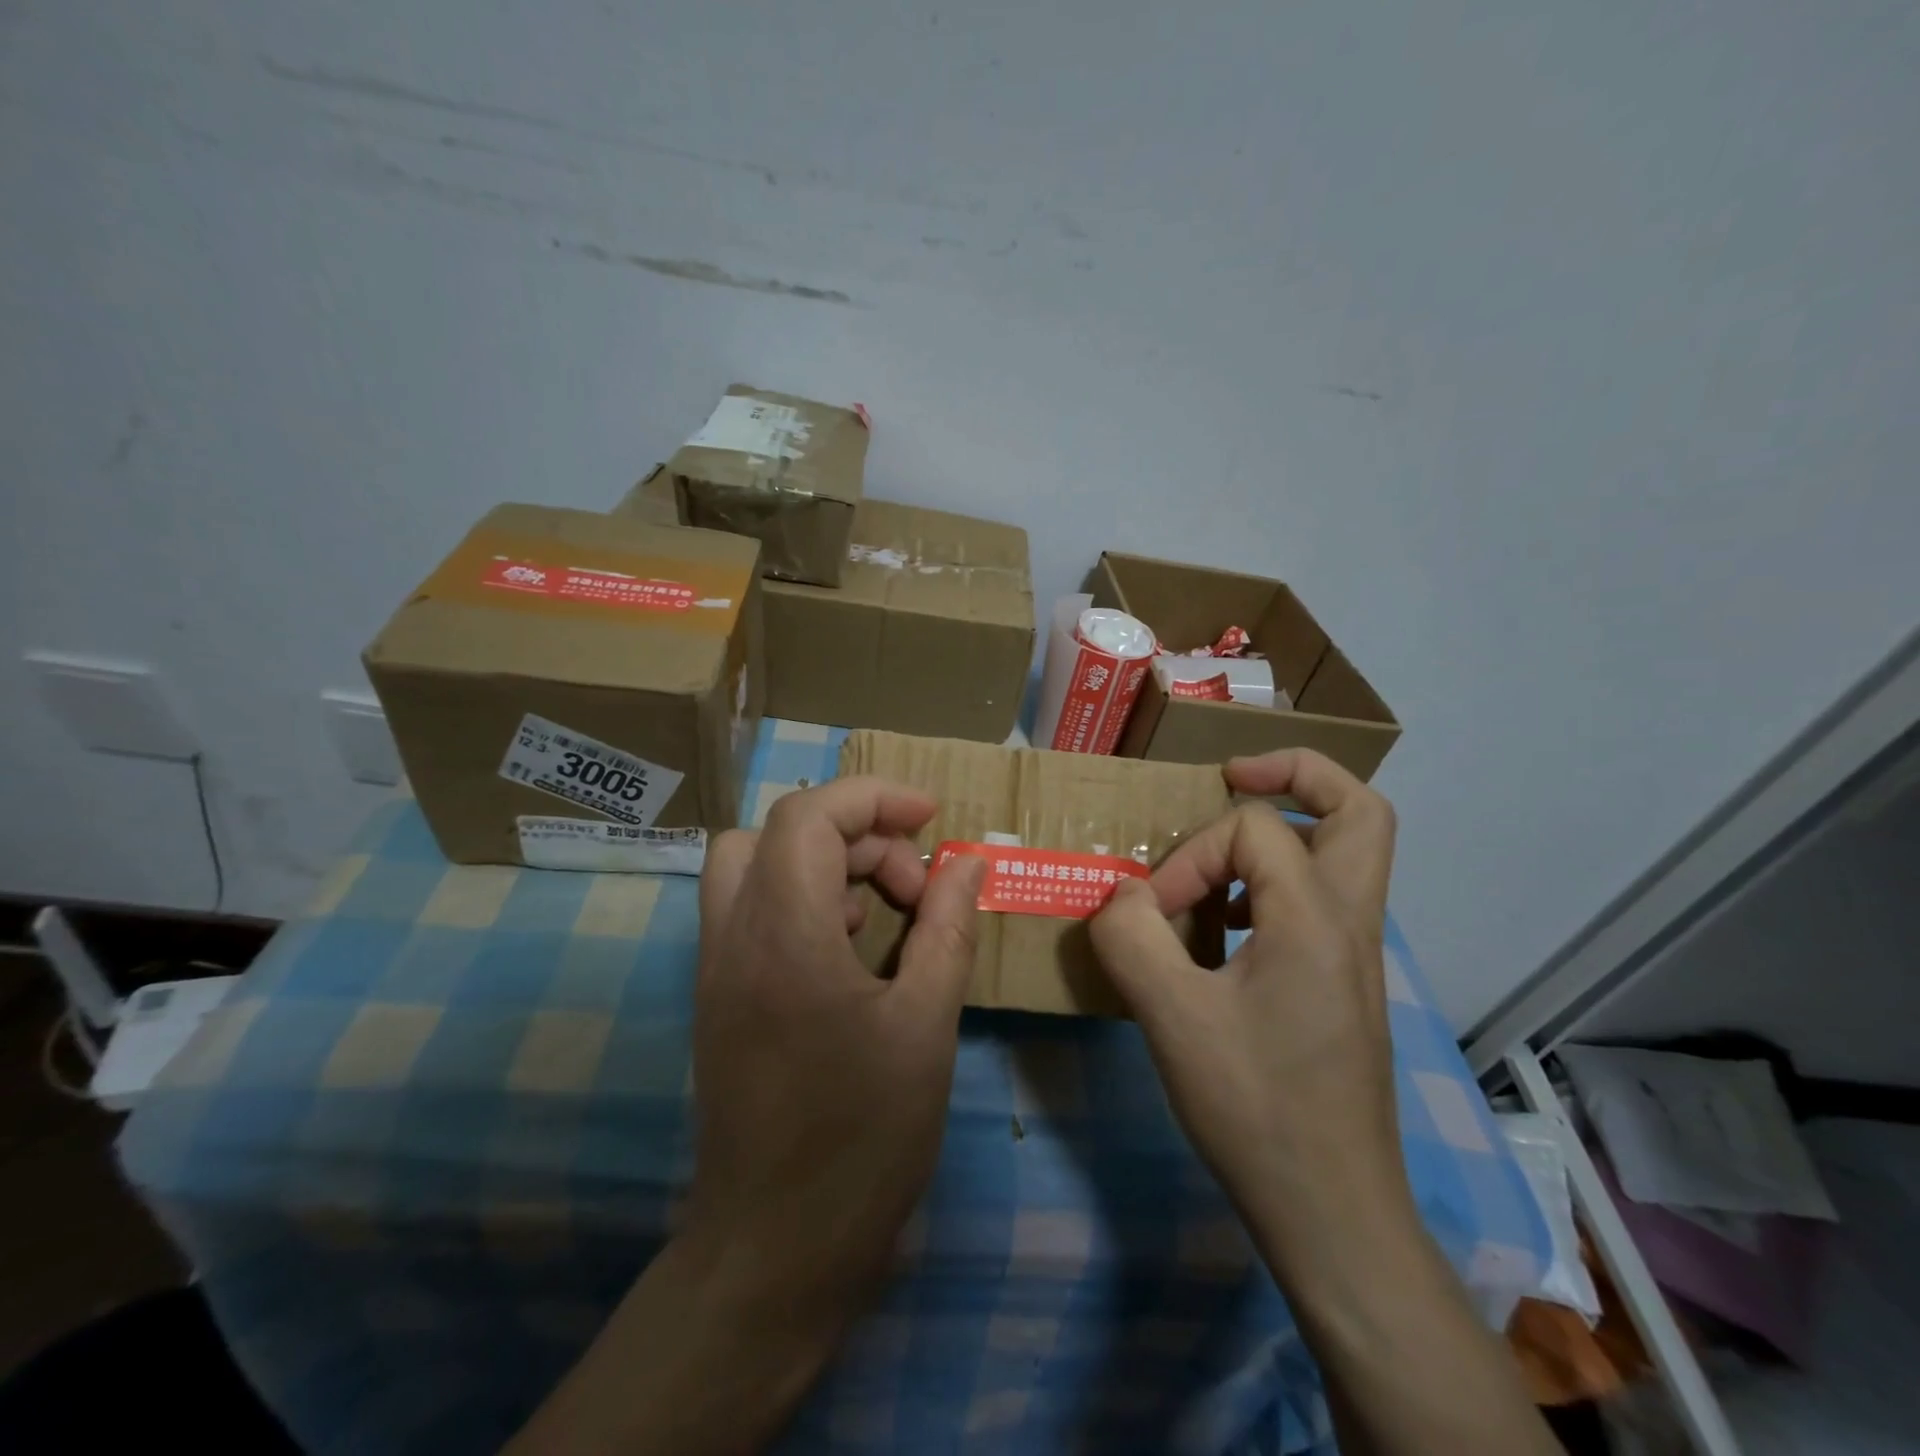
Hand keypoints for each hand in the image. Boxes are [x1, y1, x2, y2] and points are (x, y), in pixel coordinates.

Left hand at [505, 778, 985, 1455]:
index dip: (874, 798)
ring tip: (886, 912)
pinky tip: (852, 951)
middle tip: (916, 885)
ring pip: (756, 864)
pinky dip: (805, 900)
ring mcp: (716, 967)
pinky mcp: (719, 996)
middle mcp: (734, 935)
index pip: (810, 814)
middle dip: (858, 834)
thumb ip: (946, 927)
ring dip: (826, 863)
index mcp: (784, 933)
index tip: (931, 817)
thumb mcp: (926, 1024)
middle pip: (781, 830)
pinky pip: (753, 909)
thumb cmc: (863, 1139)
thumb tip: (966, 861)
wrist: (774, 1253)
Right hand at [1088, 749, 1408, 1277]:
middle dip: (1299, 774)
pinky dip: (1276, 884)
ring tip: (1222, 857)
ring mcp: (1354, 956)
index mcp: (1317, 918)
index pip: (1254, 831)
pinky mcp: (1342, 985)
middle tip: (1234, 777)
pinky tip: (1225, 927)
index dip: (1191, 856)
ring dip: (1287, 832)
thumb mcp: (1172, 1018)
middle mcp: (1350, 923)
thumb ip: (1132, 938)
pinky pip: (1321, 900)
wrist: (1332, 1212)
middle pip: (1361, 809)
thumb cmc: (1255, 1108)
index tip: (1154, 912)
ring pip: (1349, 854)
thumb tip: (1119, 894)